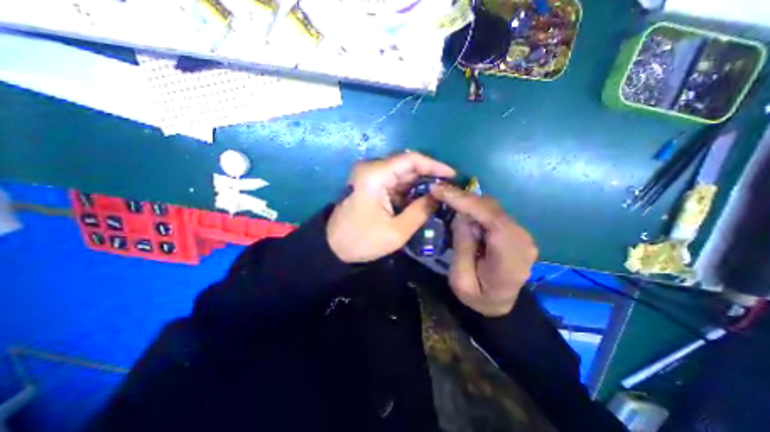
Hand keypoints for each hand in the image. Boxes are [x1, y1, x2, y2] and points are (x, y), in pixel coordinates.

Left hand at [325, 154, 456, 264]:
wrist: (333, 247)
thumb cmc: (362, 240)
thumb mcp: (396, 231)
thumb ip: (421, 210)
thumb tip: (439, 195)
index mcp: (375, 175)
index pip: (411, 159)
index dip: (434, 165)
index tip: (452, 175)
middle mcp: (371, 168)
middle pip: (407, 165)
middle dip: (429, 175)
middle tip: (448, 188)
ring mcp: (370, 175)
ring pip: (403, 173)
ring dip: (420, 183)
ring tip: (439, 195)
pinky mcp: (371, 183)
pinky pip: (395, 182)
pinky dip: (410, 190)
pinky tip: (422, 199)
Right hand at [430, 184, 537, 317]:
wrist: (500, 305)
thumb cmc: (478, 298)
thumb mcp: (461, 280)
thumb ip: (462, 246)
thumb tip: (461, 215)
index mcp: (509, 258)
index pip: (491, 220)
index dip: (465, 201)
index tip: (440, 190)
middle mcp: (521, 241)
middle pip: (492, 209)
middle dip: (463, 198)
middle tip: (439, 191)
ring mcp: (521, 234)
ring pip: (492, 207)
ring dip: (468, 201)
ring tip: (446, 197)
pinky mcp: (515, 231)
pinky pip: (493, 212)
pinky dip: (475, 207)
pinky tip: (461, 206)